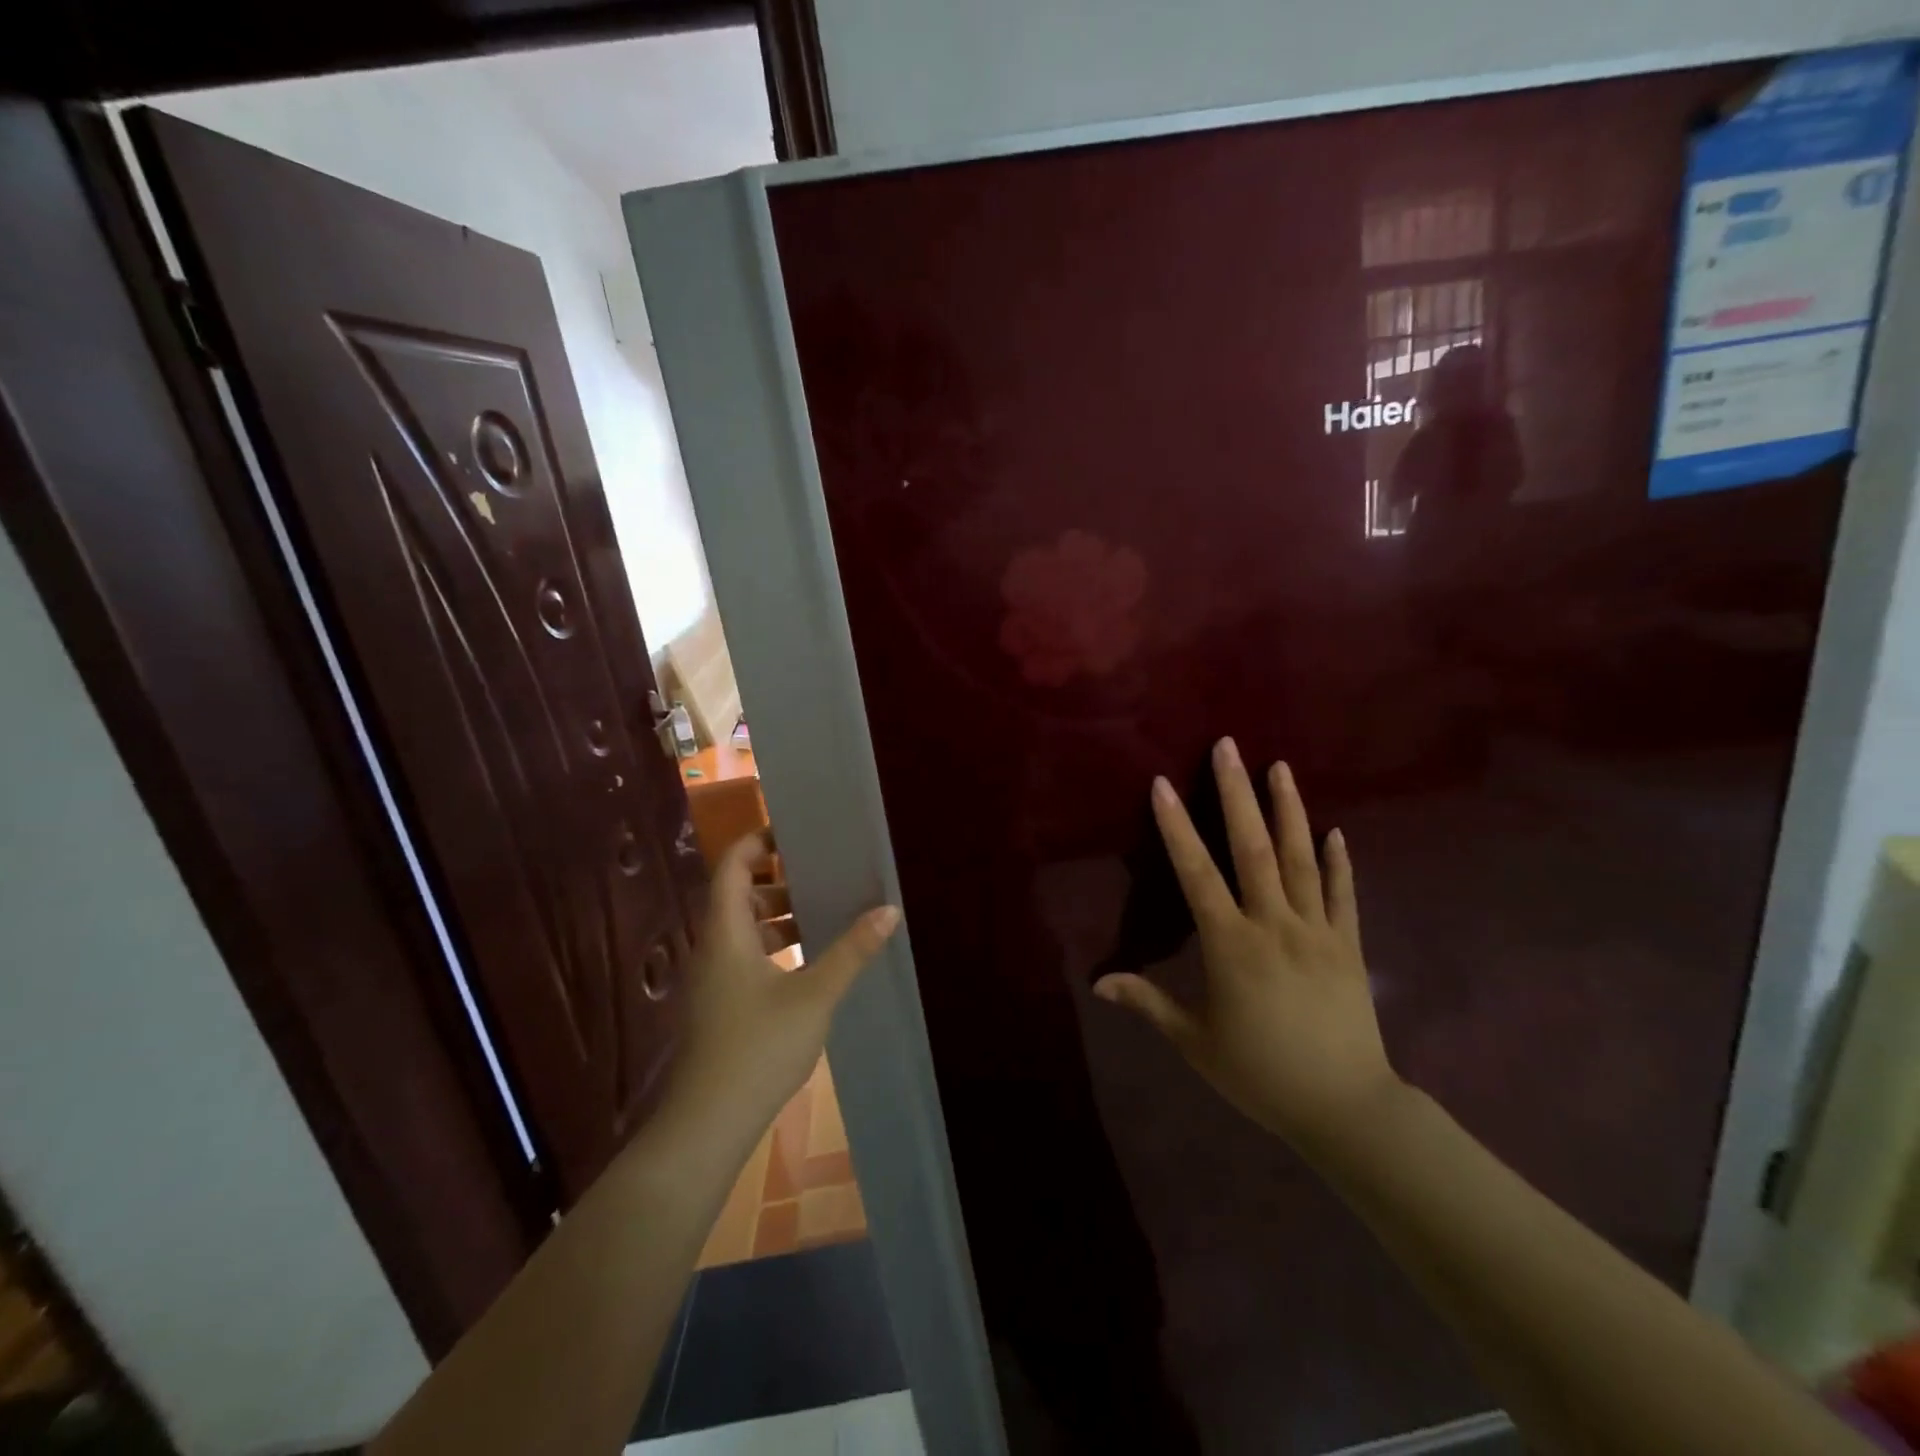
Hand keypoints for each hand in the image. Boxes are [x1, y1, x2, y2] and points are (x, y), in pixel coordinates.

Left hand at [666, 834, 900, 1142]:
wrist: (707, 1125)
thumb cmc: (757, 1048)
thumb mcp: (814, 996)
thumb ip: (851, 951)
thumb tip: (889, 910)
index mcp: (726, 932)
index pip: (732, 866)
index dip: (757, 842)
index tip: (795, 832)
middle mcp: (713, 947)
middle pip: (739, 895)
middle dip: (779, 879)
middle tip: (822, 872)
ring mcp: (714, 979)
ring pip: (744, 929)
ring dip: (779, 916)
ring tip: (824, 912)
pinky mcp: (720, 1005)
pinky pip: (747, 956)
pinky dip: (776, 946)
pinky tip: (809, 961)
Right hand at [1094, 738, 1401, 1153]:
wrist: (1345, 1108)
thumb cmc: (1260, 1074)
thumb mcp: (1195, 1042)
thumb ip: (1148, 1002)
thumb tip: (1098, 981)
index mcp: (1230, 945)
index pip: (1197, 874)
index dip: (1178, 827)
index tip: (1164, 785)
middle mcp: (1273, 924)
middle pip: (1253, 848)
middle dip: (1237, 794)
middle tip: (1230, 746)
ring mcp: (1317, 931)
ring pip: (1301, 859)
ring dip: (1288, 809)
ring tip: (1280, 767)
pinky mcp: (1348, 946)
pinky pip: (1343, 895)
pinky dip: (1339, 861)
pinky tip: (1334, 830)